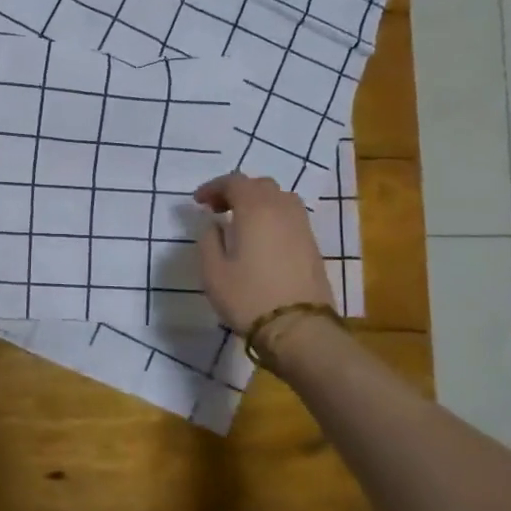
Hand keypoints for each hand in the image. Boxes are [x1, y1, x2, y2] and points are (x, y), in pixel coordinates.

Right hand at [194, 172, 334, 336]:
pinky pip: (290, 217)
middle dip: (236, 191)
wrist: (299, 329)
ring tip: (241, 222)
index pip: (234, 181)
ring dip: (258, 202)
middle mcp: (282, 210)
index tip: (198, 202)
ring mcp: (302, 227)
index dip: (213, 187)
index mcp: (255, 209)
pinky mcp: (312, 245)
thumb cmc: (248, 297)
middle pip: (260, 185)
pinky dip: (273, 216)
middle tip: (218, 210)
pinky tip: (261, 238)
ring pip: (280, 198)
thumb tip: (214, 224)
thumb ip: (208, 239)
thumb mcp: (212, 271)